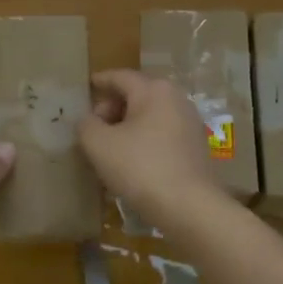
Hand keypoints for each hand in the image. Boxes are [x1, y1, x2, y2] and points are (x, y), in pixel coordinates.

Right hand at [78, 70, 221, 227]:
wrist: (188, 206)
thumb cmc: (140, 167)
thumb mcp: (99, 145)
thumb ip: (86, 125)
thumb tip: (88, 120)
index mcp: (154, 90)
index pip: (120, 77)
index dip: (100, 81)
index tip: (86, 86)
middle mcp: (176, 99)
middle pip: (137, 95)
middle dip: (112, 108)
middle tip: (93, 128)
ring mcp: (190, 123)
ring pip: (150, 116)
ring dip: (128, 127)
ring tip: (109, 148)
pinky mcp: (196, 147)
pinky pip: (162, 134)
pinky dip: (144, 140)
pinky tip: (132, 162)